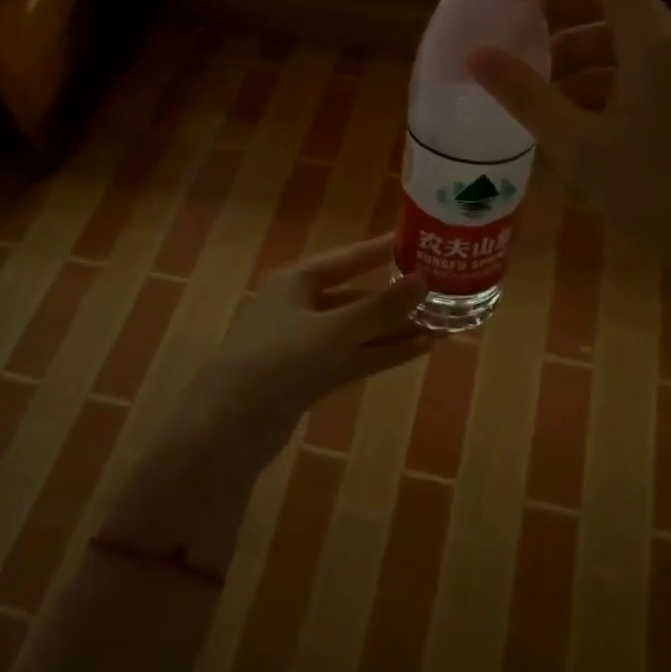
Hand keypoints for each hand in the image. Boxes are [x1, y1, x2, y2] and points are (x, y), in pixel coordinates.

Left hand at [102, 238, 430, 565]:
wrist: (228, 428)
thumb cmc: (278, 360)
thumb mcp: (334, 330)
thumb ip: (381, 308)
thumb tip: (424, 280)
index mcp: (296, 281)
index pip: (348, 258)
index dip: (382, 251)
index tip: (418, 243)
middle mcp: (299, 306)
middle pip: (356, 296)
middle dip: (395, 299)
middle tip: (441, 292)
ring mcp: (304, 344)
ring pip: (358, 330)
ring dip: (395, 329)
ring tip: (442, 324)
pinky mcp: (309, 377)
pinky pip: (353, 357)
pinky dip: (383, 353)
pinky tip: (420, 349)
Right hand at [468, 0, 670, 285]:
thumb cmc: (654, 193)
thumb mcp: (579, 146)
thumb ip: (526, 96)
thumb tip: (475, 55)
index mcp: (655, 43)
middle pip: (615, 1)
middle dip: (562, 11)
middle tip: (516, 30)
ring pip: (628, 38)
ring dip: (580, 48)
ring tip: (535, 78)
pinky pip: (644, 66)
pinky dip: (604, 73)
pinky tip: (572, 109)